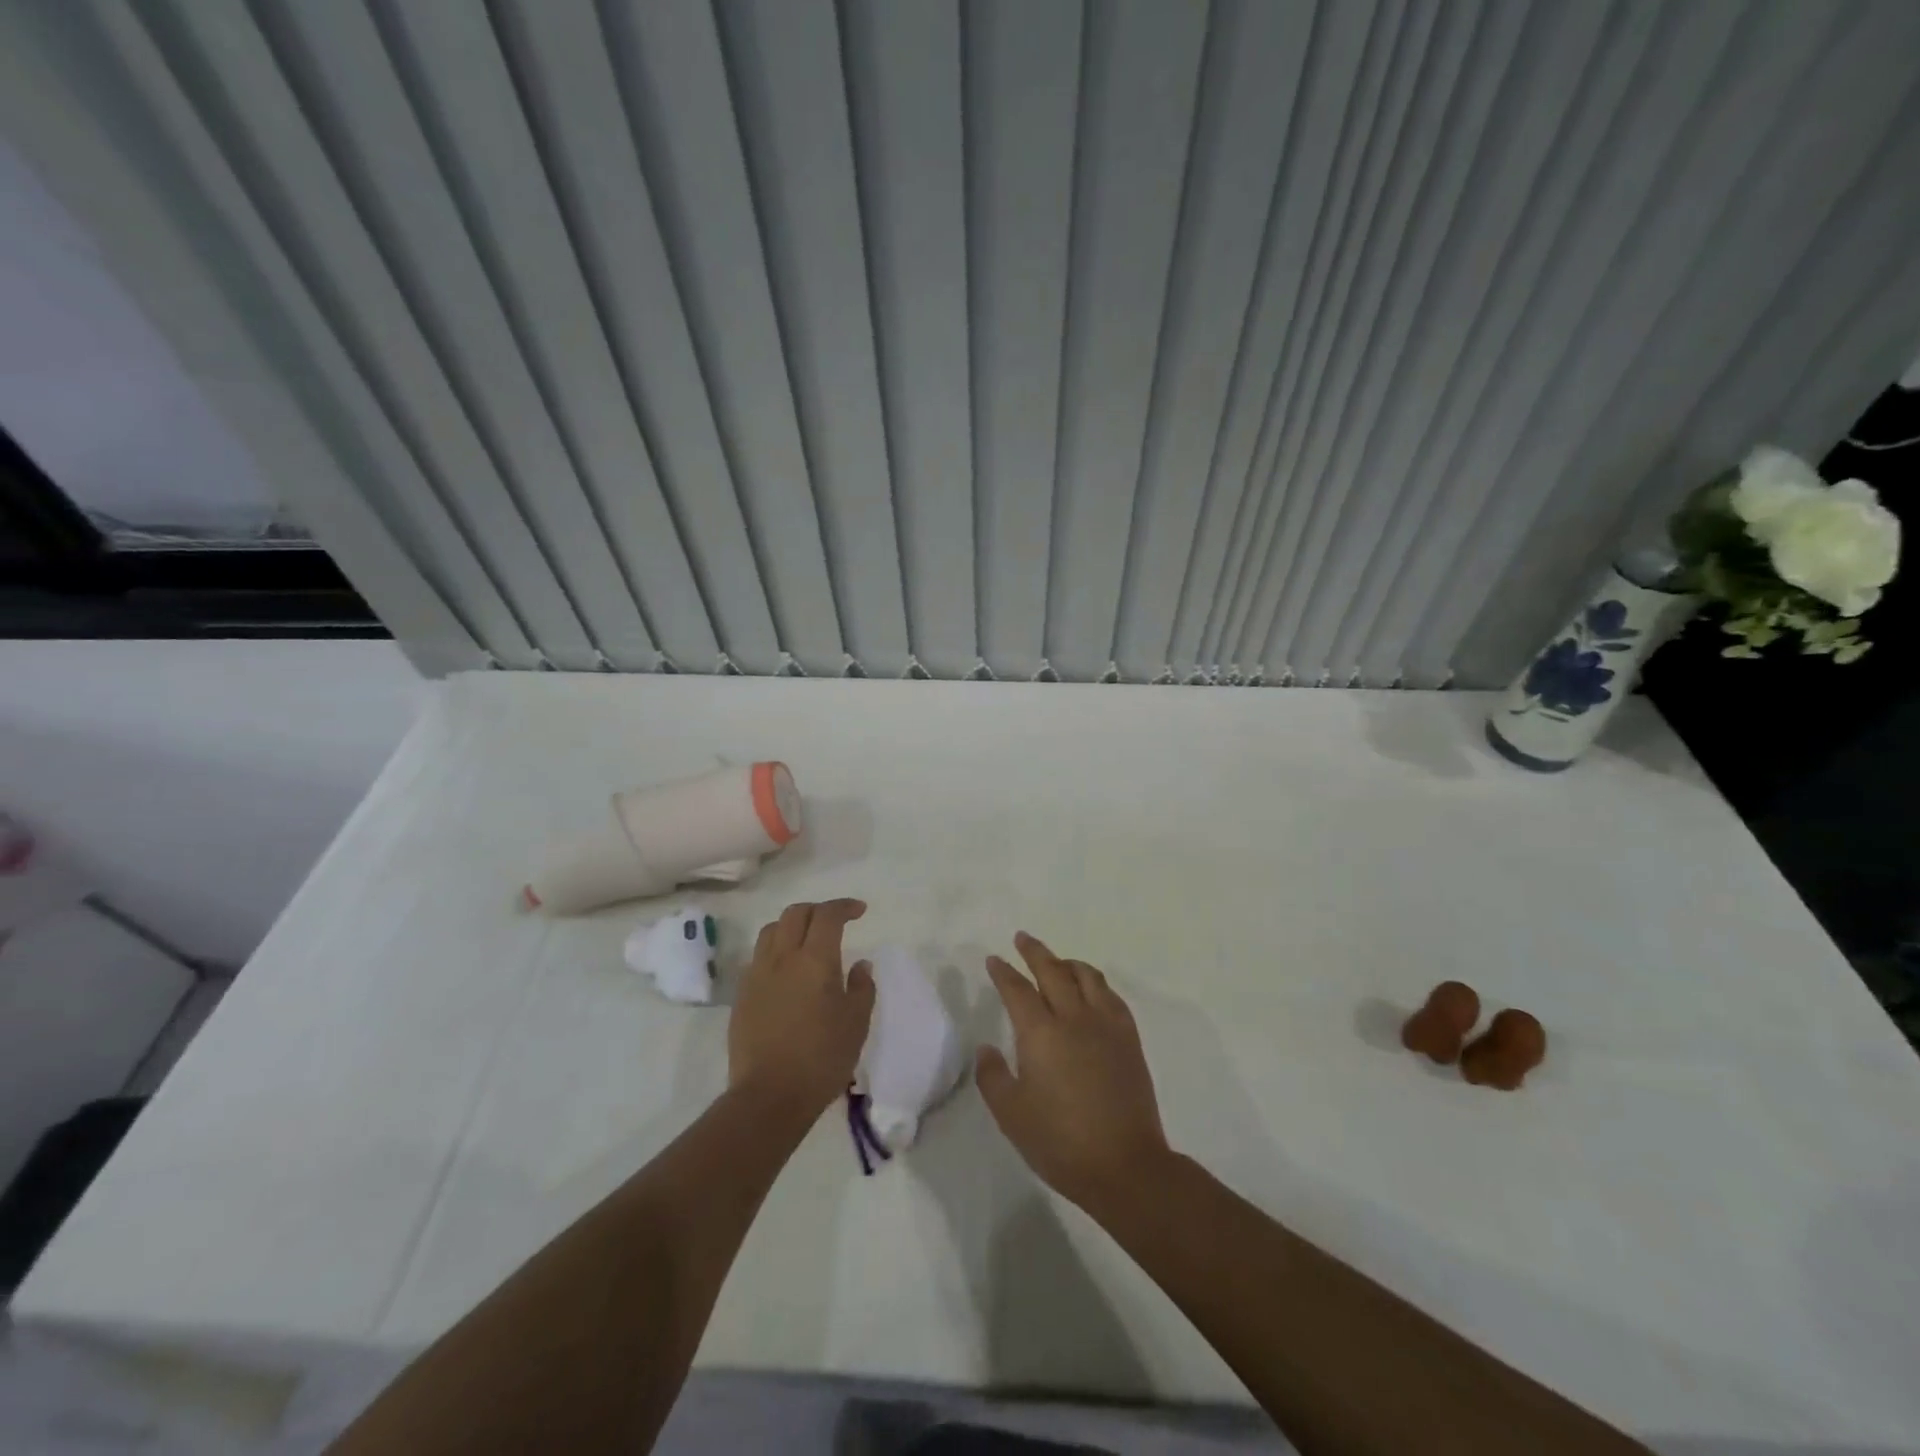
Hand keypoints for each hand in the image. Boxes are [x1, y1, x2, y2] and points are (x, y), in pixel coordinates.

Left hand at [729, 899, 874, 1115]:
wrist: (769, 1096)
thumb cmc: (822, 1058)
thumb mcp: (856, 1023)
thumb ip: (862, 988)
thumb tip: (860, 965)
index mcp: (815, 959)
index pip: (828, 915)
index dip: (844, 906)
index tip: (860, 911)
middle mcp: (782, 957)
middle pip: (795, 913)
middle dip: (817, 910)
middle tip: (835, 923)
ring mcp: (757, 974)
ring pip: (771, 930)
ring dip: (791, 926)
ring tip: (806, 942)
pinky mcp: (741, 995)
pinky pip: (758, 957)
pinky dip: (775, 951)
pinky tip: (785, 971)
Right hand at [976, 932, 1172, 1213]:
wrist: (1125, 1165)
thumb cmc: (1060, 1142)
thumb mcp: (1011, 1115)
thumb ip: (993, 1077)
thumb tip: (986, 1048)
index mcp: (1041, 1033)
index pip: (1018, 990)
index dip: (1004, 972)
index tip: (994, 959)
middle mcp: (1074, 1018)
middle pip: (1053, 971)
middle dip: (1034, 952)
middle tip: (1022, 939)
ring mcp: (1106, 1025)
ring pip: (1087, 977)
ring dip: (1067, 962)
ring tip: (1058, 961)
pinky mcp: (1129, 1039)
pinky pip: (1111, 996)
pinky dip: (1096, 983)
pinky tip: (1092, 991)